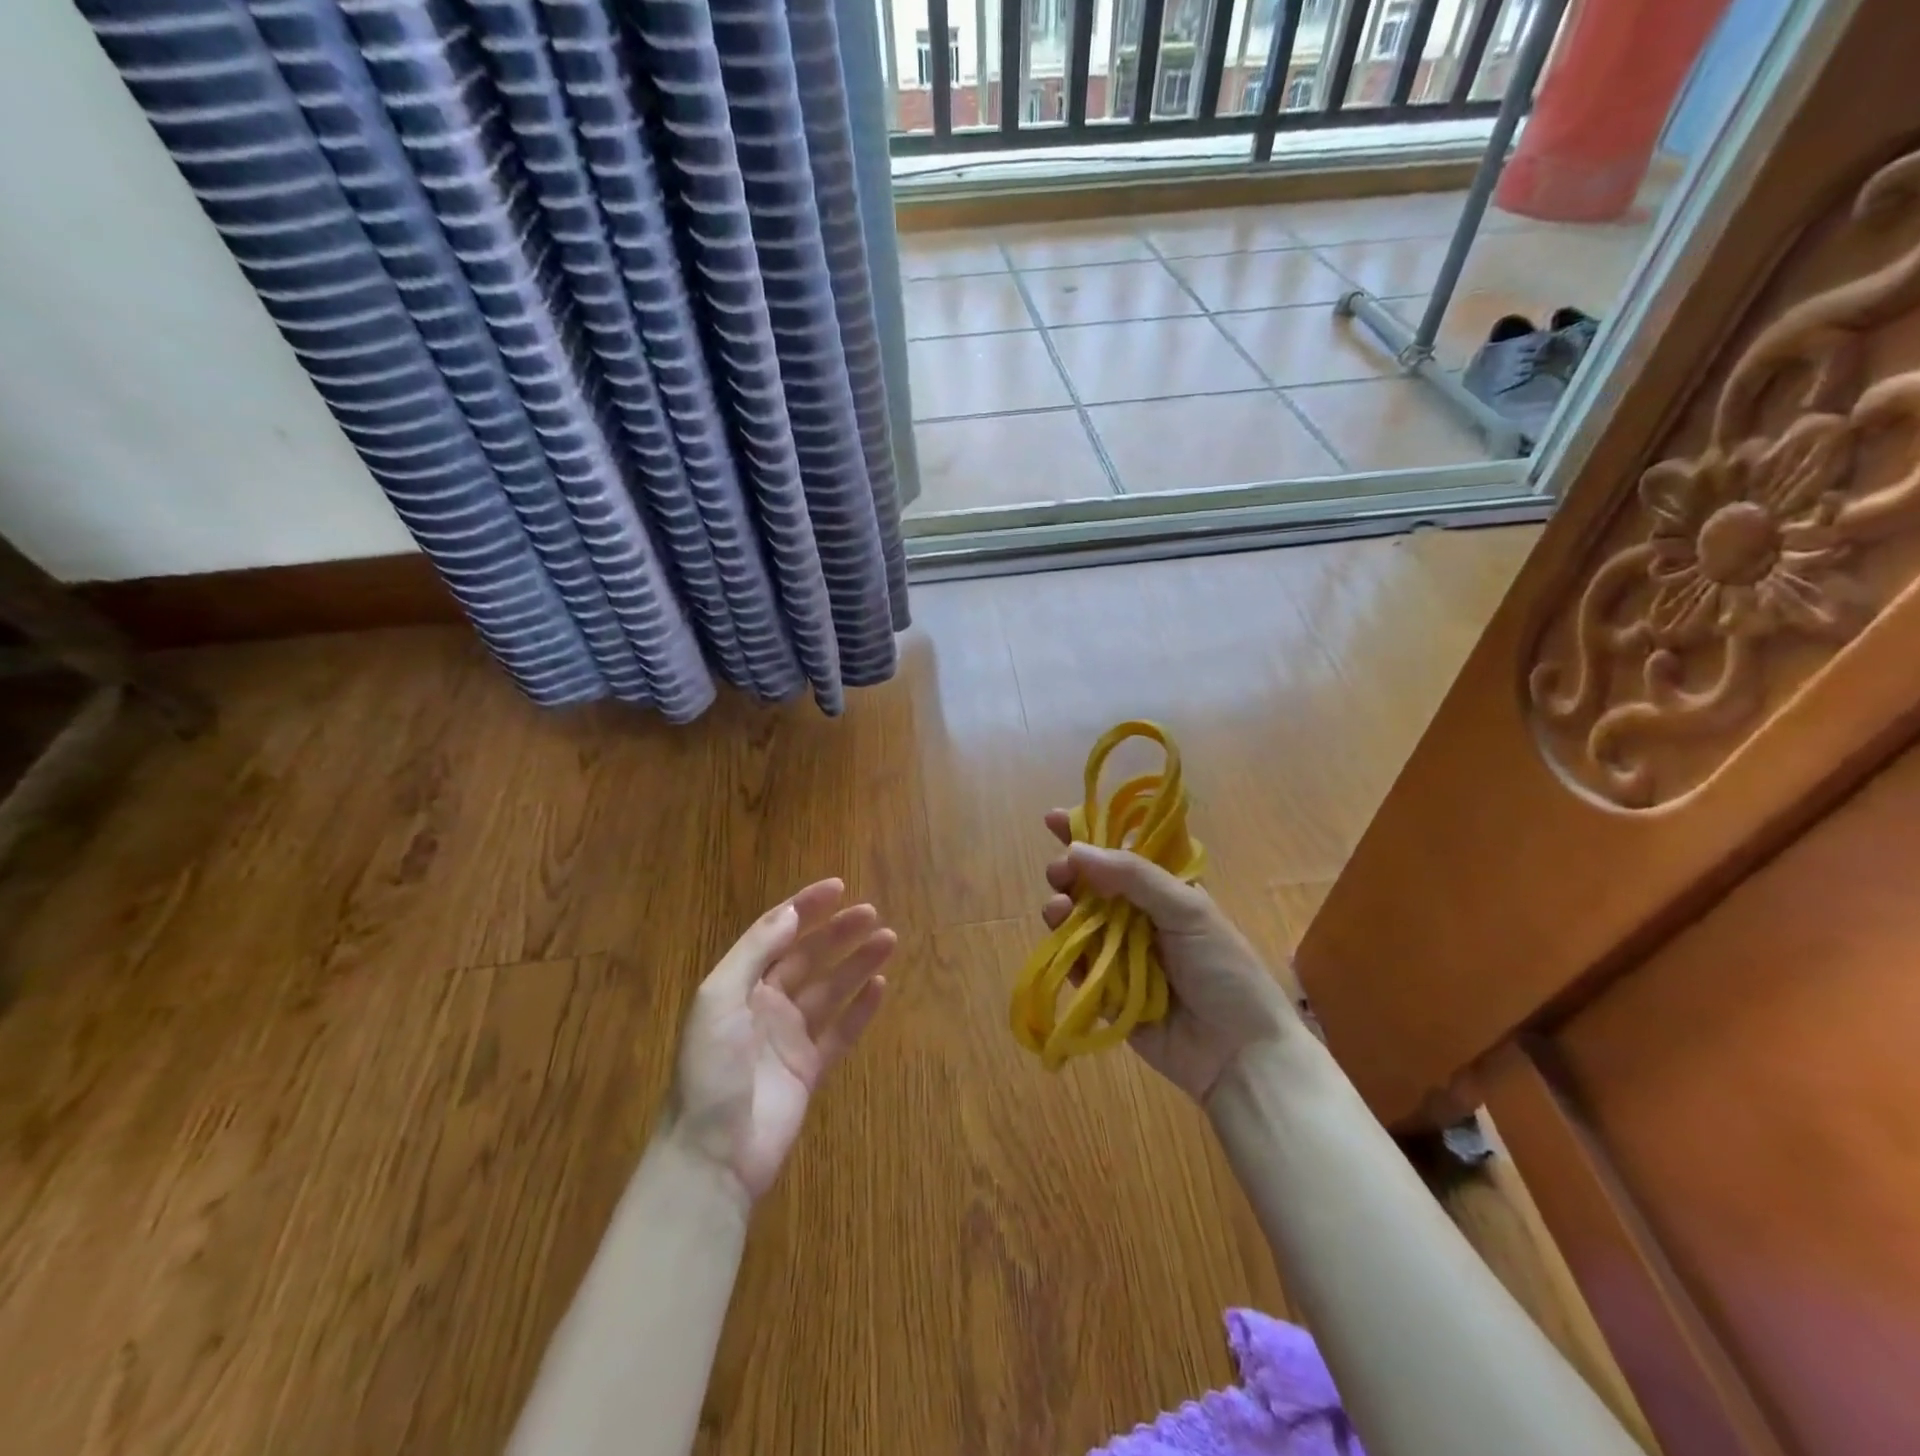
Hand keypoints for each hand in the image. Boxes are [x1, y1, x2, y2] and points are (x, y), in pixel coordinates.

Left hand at [667, 880, 894, 1202]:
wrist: (713, 1156)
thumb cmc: (710, 1070)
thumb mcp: (719, 1000)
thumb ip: (755, 953)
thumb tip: (791, 913)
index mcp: (739, 985)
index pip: (776, 934)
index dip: (805, 908)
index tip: (838, 887)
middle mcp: (765, 1005)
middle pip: (808, 957)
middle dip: (838, 933)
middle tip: (872, 913)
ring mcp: (789, 1038)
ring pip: (830, 990)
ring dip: (857, 963)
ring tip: (888, 939)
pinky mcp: (809, 1070)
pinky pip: (840, 1032)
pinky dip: (861, 1009)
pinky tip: (881, 986)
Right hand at [1041, 810, 1298, 1103]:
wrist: (1238, 1053)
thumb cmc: (1223, 970)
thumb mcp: (1188, 910)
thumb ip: (1134, 876)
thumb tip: (1076, 849)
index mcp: (1164, 891)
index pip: (1120, 852)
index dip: (1088, 833)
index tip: (1053, 819)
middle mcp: (1138, 918)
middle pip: (1090, 885)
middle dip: (1068, 872)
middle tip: (1060, 872)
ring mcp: (1119, 955)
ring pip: (1076, 922)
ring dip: (1061, 908)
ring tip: (1058, 908)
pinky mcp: (1104, 992)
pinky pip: (1076, 964)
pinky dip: (1065, 950)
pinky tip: (1062, 942)